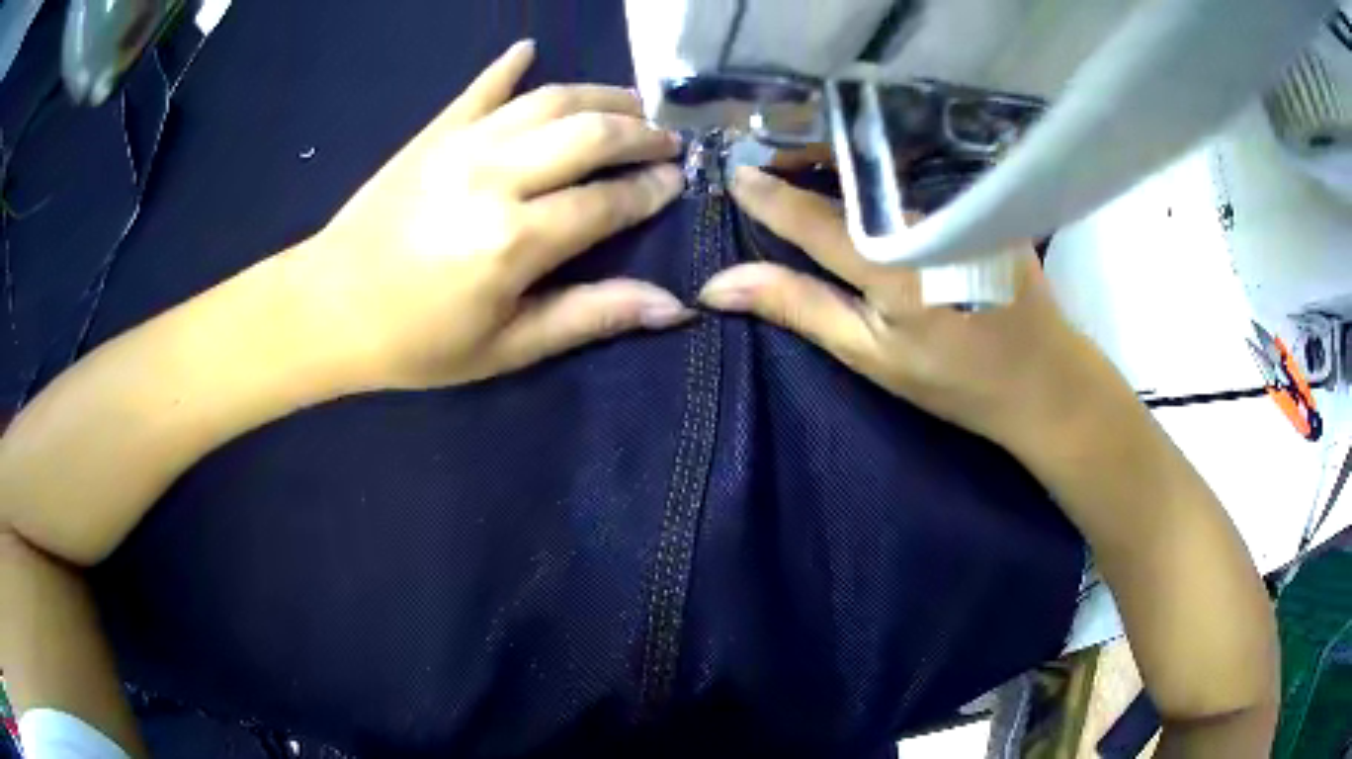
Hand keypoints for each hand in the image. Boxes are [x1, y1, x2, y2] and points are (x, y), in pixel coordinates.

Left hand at [295, 40, 690, 390]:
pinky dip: (509, 65)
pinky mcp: (434, 133)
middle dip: (640, 134)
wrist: (328, 309)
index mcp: (516, 240)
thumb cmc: (417, 342)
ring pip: (549, 100)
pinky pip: (481, 87)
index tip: (676, 184)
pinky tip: (530, 49)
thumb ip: (590, 316)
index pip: (608, 201)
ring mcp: (462, 144)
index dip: (650, 191)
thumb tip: (674, 307)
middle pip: (590, 134)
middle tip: (666, 142)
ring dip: (600, 96)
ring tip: (630, 105)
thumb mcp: (506, 347)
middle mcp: (496, 177)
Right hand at [700, 166, 1121, 448]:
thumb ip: (800, 309)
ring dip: (838, 162)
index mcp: (890, 262)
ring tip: (801, 157)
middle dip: (799, 160)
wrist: (1044, 377)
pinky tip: (862, 173)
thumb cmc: (956, 378)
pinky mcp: (977, 201)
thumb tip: (720, 285)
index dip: (767, 195)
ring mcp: (954, 203)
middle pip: (846, 177)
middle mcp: (921, 217)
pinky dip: (878, 172)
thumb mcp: (872, 355)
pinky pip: (913, 175)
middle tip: (762, 155)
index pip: (810, 217)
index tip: (732, 174)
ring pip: (881, 171)